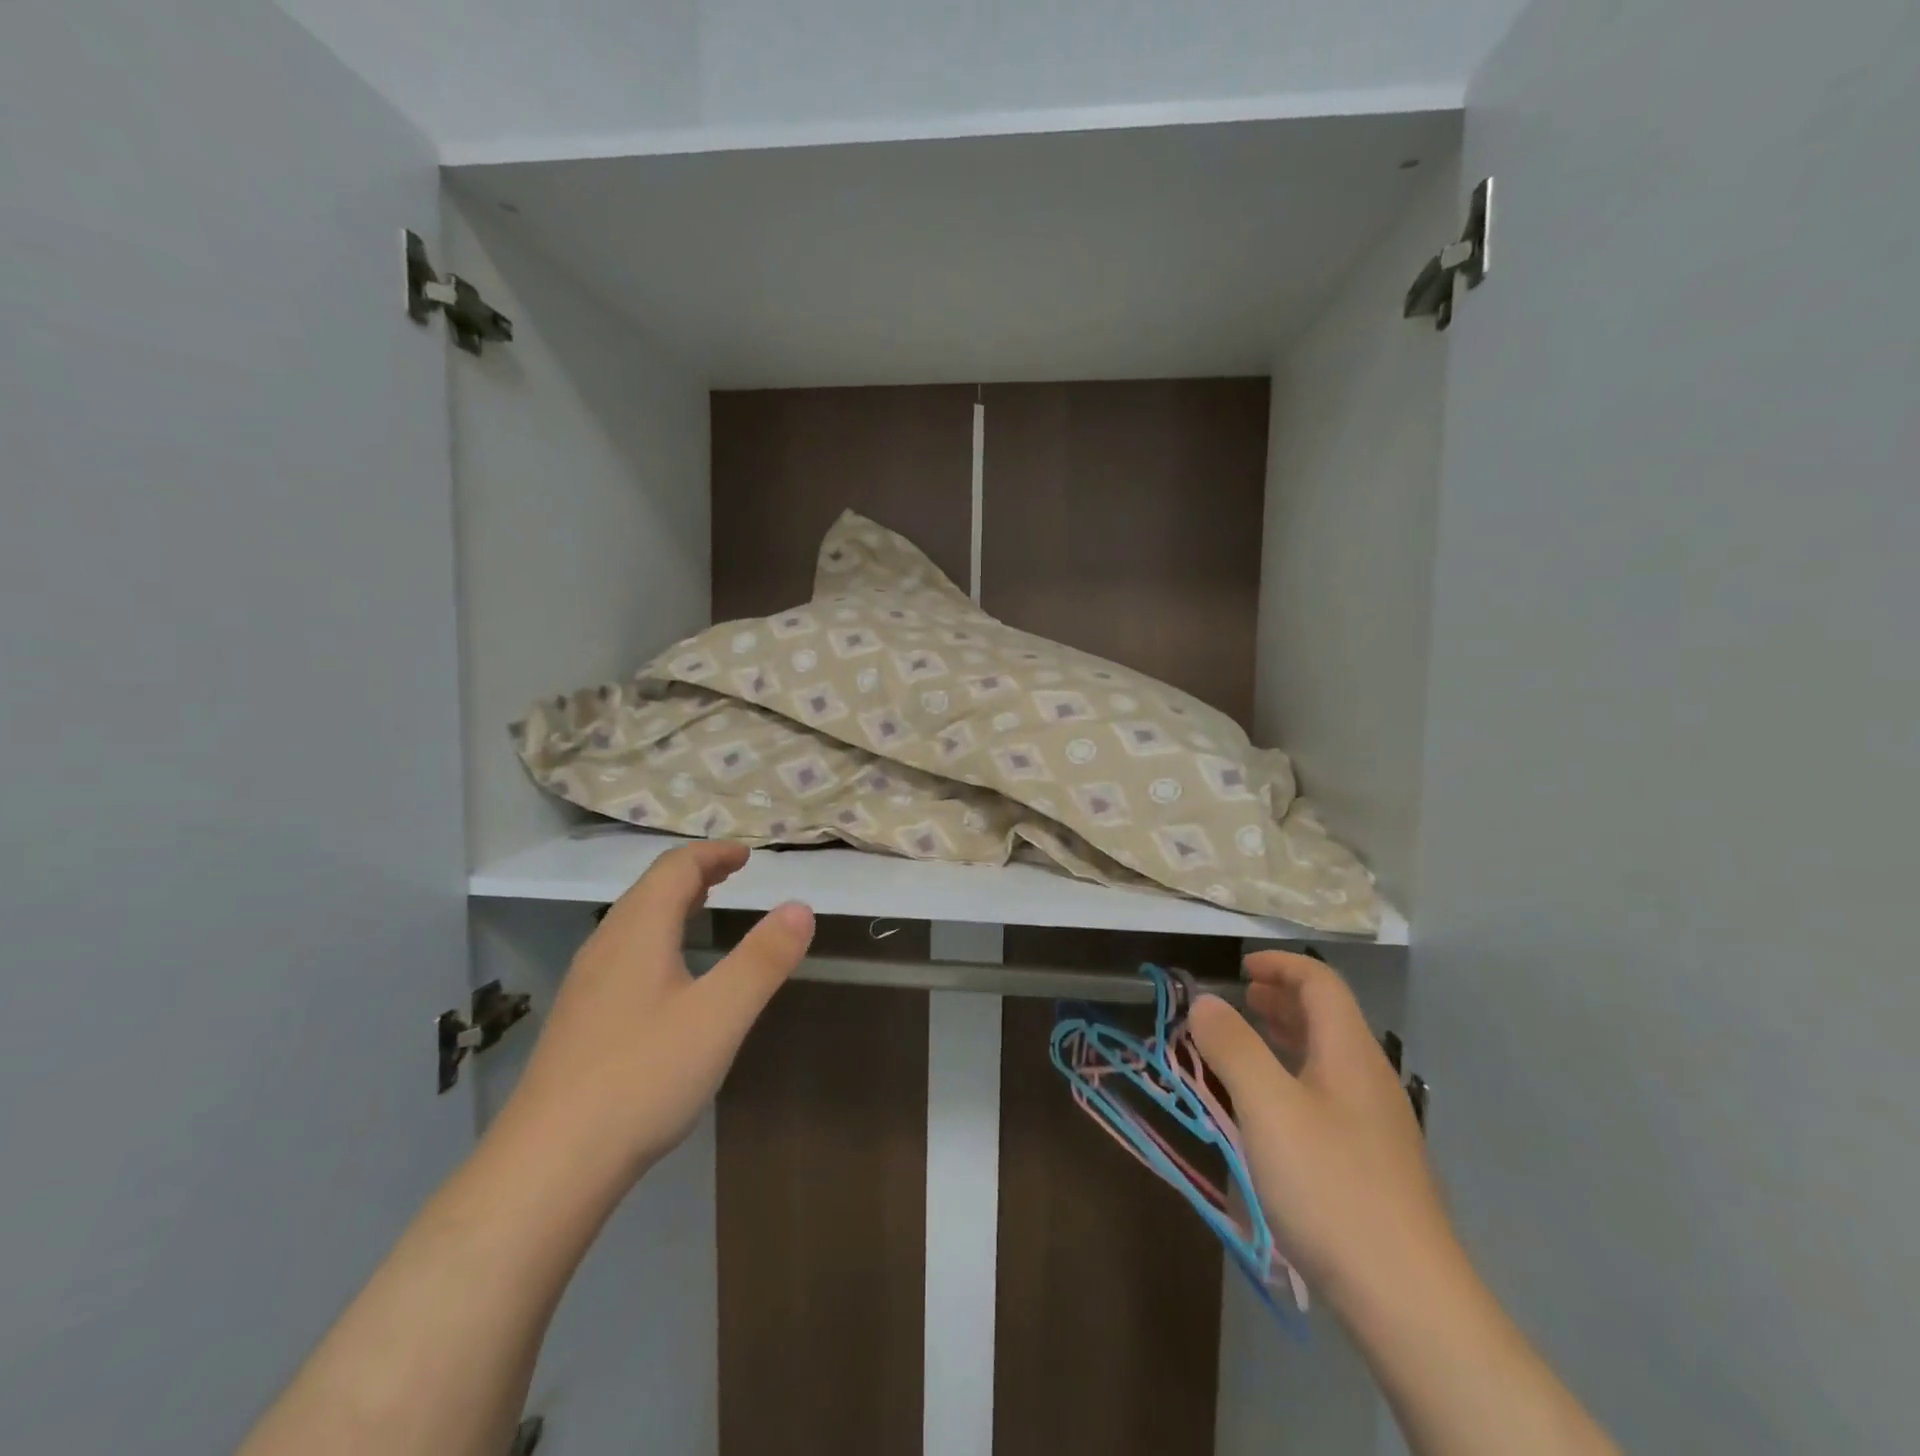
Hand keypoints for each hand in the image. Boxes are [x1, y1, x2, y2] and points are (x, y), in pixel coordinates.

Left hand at [500, 841, 814, 1178]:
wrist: (548, 1165)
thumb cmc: (643, 1077)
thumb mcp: (720, 1015)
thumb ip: (764, 958)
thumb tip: (800, 907)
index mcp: (637, 931)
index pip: (675, 868)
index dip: (712, 854)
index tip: (747, 855)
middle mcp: (605, 947)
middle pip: (650, 890)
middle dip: (694, 874)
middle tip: (732, 874)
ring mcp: (586, 986)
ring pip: (632, 923)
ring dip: (672, 904)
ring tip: (703, 909)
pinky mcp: (579, 1022)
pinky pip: (623, 954)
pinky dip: (656, 938)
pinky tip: (668, 977)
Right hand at [1188, 951, 1455, 1316]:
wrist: (1409, 1300)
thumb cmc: (1331, 1187)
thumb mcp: (1268, 1108)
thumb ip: (1233, 1047)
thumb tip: (1205, 1001)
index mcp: (1350, 1053)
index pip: (1320, 983)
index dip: (1281, 965)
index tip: (1240, 968)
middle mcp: (1369, 1079)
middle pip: (1329, 1017)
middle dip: (1282, 998)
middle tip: (1240, 1000)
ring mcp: (1377, 1124)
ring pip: (1329, 1058)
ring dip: (1287, 1038)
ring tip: (1247, 1043)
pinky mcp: (1375, 1164)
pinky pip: (1330, 1095)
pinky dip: (1295, 1077)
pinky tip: (1273, 1110)